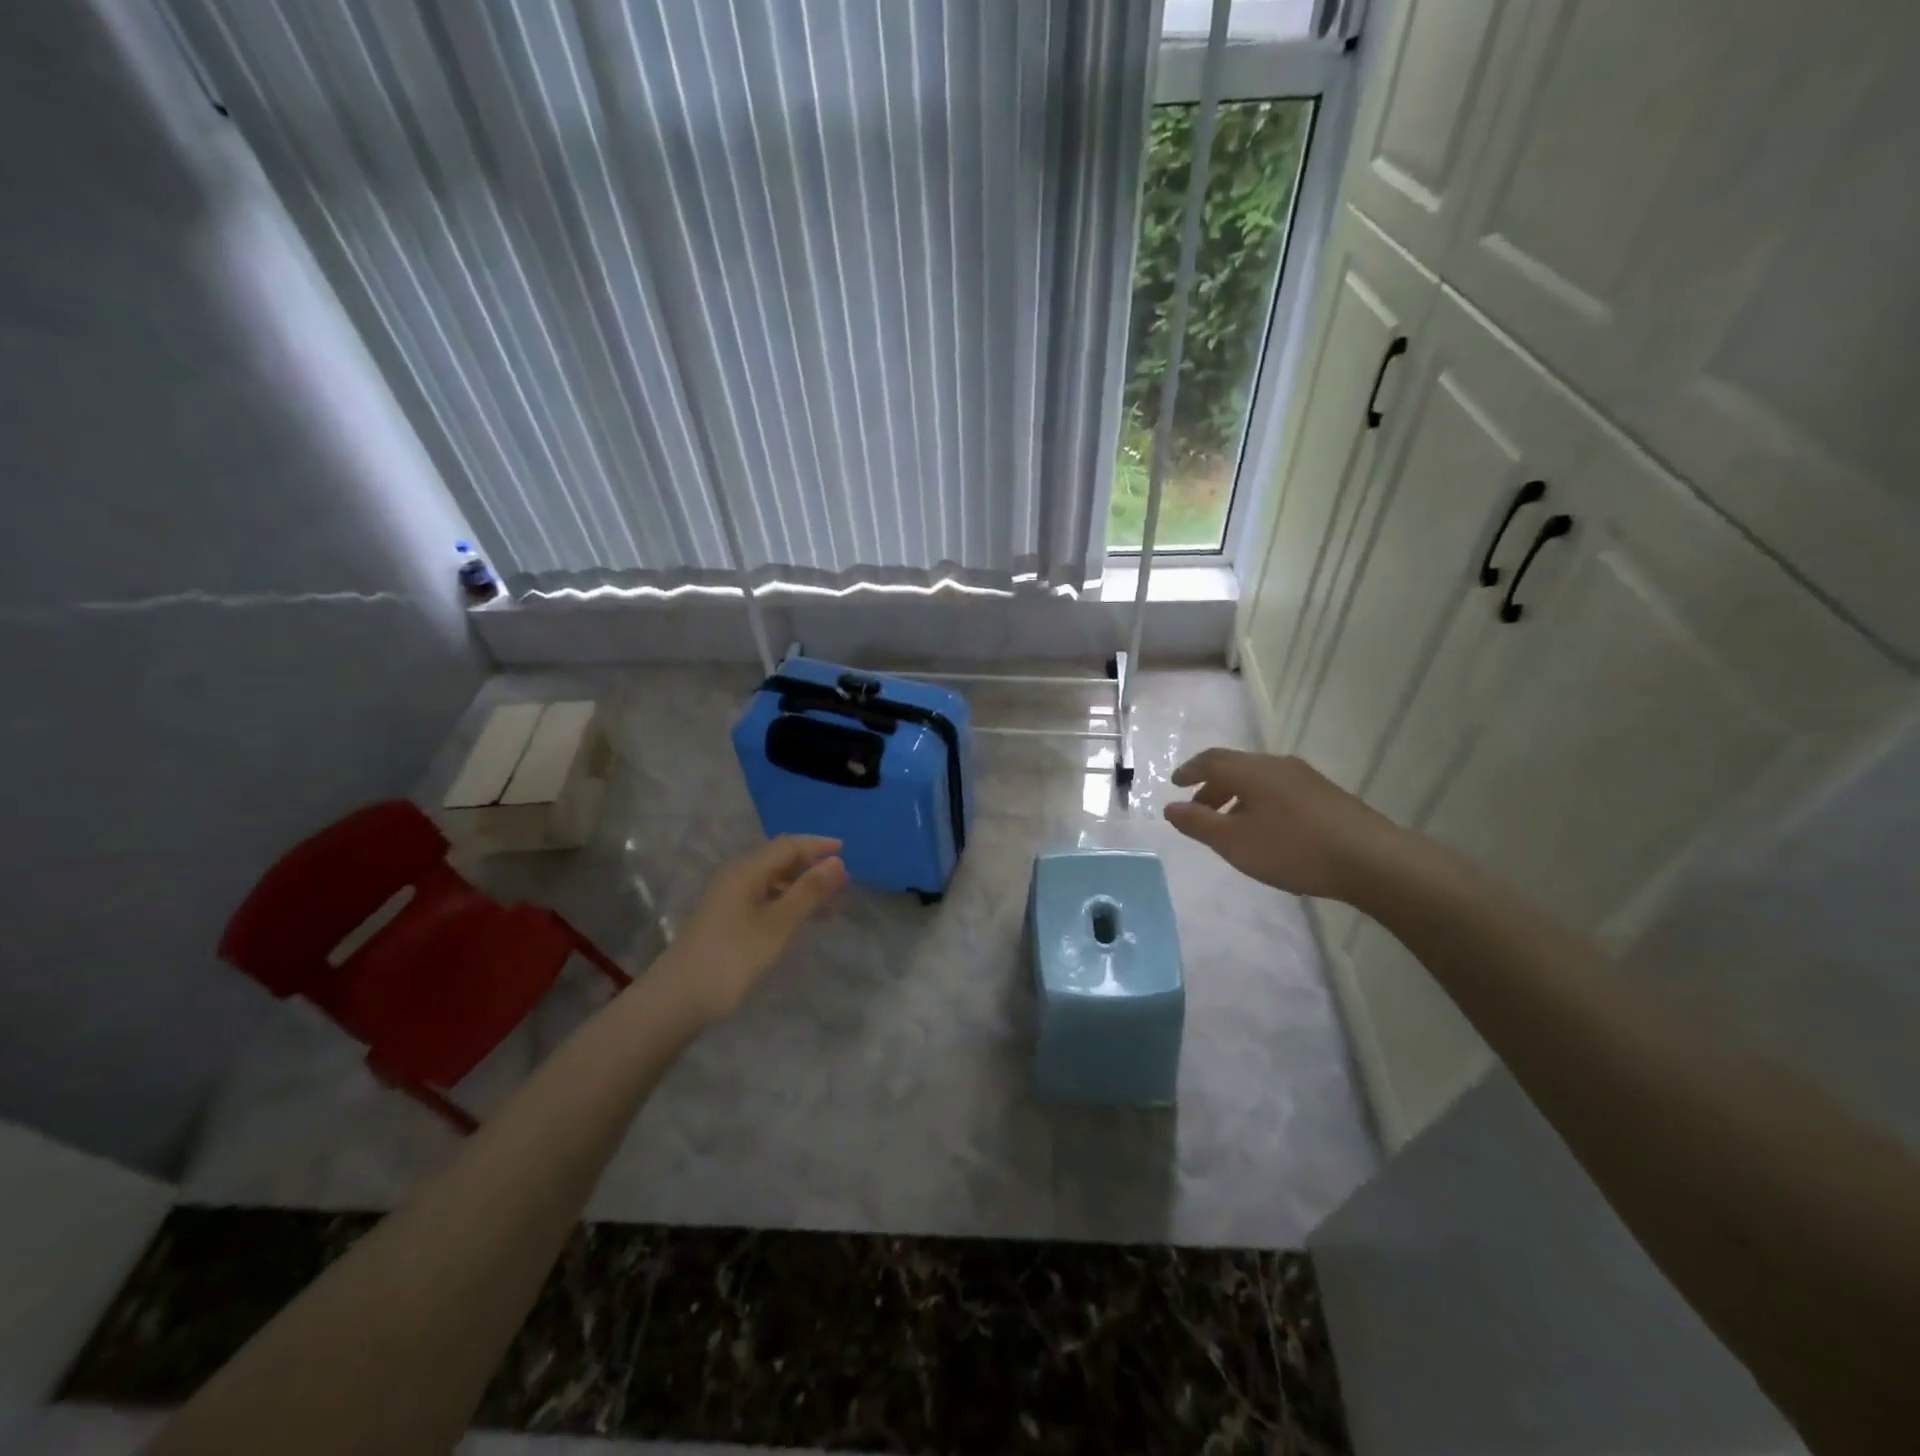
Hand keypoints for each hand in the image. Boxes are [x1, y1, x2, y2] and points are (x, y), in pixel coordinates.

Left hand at [658, 835, 846, 1023]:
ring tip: (829, 906)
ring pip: (772, 882)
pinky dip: (787, 904)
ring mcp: (728, 899)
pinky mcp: (725, 921)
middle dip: (811, 867)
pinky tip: (800, 921)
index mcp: (746, 871)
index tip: (846, 851)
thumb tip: (837, 862)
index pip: (787, 845)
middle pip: (778, 860)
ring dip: (801, 888)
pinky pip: (764, 899)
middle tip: (841, 882)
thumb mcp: (777, 925)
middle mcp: (736, 877)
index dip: (817, 846)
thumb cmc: (732, 958)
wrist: (677, 1000)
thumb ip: (808, 892)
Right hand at [1164, 749, 1403, 901]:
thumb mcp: (1234, 842)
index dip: (1189, 771)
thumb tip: (1170, 807)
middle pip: (1235, 767)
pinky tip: (1267, 829)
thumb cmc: (1292, 848)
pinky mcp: (1325, 794)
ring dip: (1237, 796)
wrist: (1370, 859)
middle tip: (1199, 810)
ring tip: (1231, 825)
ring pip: (1259, 779)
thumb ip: (1198, 823)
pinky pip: (1279, 789)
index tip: (1176, 784)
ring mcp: (1305, 777)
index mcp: (1250, 770)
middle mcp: (1276, 764)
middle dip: (1212, 786)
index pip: (1210, 760)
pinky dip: (1260, 802)